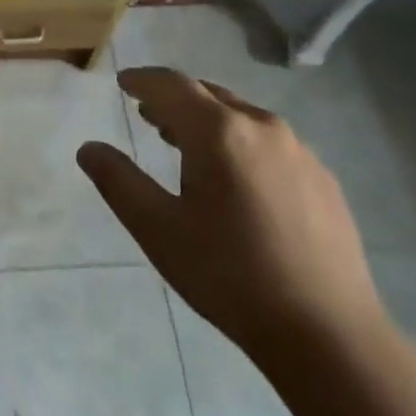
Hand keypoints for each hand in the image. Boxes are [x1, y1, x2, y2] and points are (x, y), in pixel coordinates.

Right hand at [79, 67, 383, 364]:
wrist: (327, 334)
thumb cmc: (229, 276)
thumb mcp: (158, 229)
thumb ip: (119, 181)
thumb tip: (88, 149)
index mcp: (219, 131)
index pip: (172, 85)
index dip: (143, 80)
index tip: (123, 83)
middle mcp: (262, 127)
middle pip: (210, 95)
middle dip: (175, 99)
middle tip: (148, 113)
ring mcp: (301, 153)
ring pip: (243, 118)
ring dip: (209, 121)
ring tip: (186, 142)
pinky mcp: (324, 181)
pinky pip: (272, 144)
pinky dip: (242, 143)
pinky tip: (237, 181)